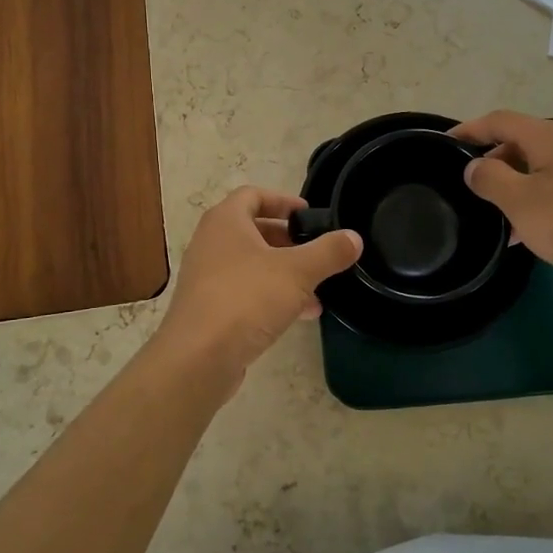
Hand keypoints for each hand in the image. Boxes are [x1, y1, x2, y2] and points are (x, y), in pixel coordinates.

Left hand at [152, 187, 361, 388]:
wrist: (198, 358)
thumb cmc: (246, 299)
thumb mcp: (297, 272)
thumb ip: (328, 252)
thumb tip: (354, 237)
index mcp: (226, 221)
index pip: (253, 195)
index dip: (283, 200)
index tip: (309, 215)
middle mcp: (211, 243)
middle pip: (253, 230)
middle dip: (288, 241)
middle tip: (316, 251)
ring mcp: (207, 278)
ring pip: (252, 265)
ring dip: (284, 273)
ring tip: (318, 289)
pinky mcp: (209, 309)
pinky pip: (245, 293)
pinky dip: (272, 297)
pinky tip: (302, 315)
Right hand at [451, 111, 552, 288]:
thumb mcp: (521, 202)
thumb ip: (490, 179)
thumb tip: (475, 166)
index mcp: (549, 137)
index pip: (500, 120)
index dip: (470, 129)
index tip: (446, 144)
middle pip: (522, 142)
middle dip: (493, 162)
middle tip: (472, 188)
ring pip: (542, 167)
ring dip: (517, 185)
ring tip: (499, 217)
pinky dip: (540, 198)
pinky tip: (535, 230)